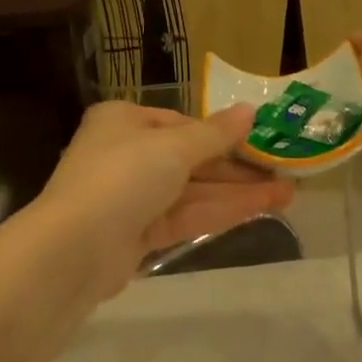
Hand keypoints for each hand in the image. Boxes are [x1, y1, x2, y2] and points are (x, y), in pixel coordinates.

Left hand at [35, 101, 294, 299]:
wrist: (74, 251)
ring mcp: (132, 198)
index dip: (221, 133)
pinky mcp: (139, 235)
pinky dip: (220, 212)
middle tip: (284, 172)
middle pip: (190, 159)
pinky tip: (259, 210)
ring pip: (193, 191)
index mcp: (123, 122)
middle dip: (237, 168)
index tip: (259, 141)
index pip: (180, 123)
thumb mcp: (173, 148)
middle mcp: (125, 155)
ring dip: (238, 192)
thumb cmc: (122, 177)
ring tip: (288, 194)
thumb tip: (250, 110)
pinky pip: (186, 217)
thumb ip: (215, 134)